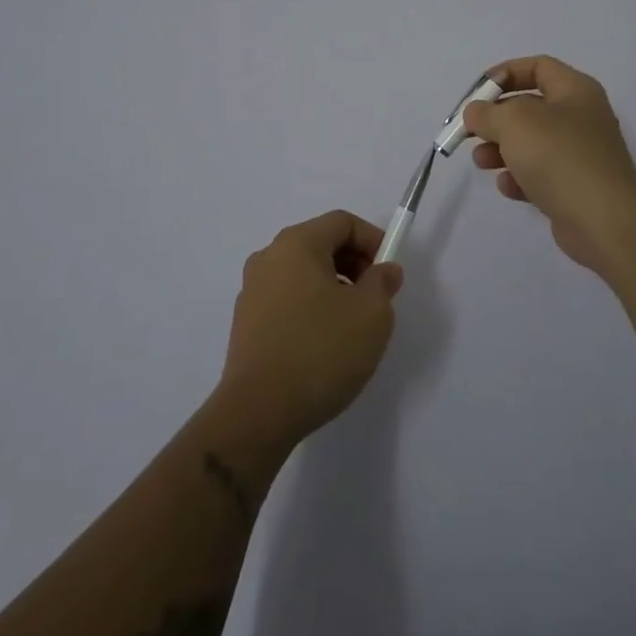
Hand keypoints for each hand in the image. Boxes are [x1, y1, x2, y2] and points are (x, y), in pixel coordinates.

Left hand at [214, 210, 403, 449]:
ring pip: (304, 274)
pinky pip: (287, 300)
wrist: (258, 413)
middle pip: (320, 244)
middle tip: (375, 299)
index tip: (389, 273)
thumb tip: (383, 271)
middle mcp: (268, 258)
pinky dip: (311, 308)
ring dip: (334, 288)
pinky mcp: (245, 323)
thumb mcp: (371, 314)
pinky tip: (324, 345)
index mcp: (296, 244)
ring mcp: (252, 291)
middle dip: (354, 264)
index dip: (373, 240)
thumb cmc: (320, 351)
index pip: (342, 222)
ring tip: (352, 326)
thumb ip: (383, 283)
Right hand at [464, 55, 635, 276]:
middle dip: (496, 119)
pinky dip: (520, 178)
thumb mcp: (513, 122)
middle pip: (530, 107)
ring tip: (481, 161)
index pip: (538, 67)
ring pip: (532, 143)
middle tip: (471, 131)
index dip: (505, 73)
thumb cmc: (558, 156)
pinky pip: (540, 175)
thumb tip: (476, 113)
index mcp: (574, 90)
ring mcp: (580, 154)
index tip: (477, 93)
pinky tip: (508, 187)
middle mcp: (581, 117)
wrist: (603, 219)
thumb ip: (486, 112)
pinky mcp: (575, 187)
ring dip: (501, 150)